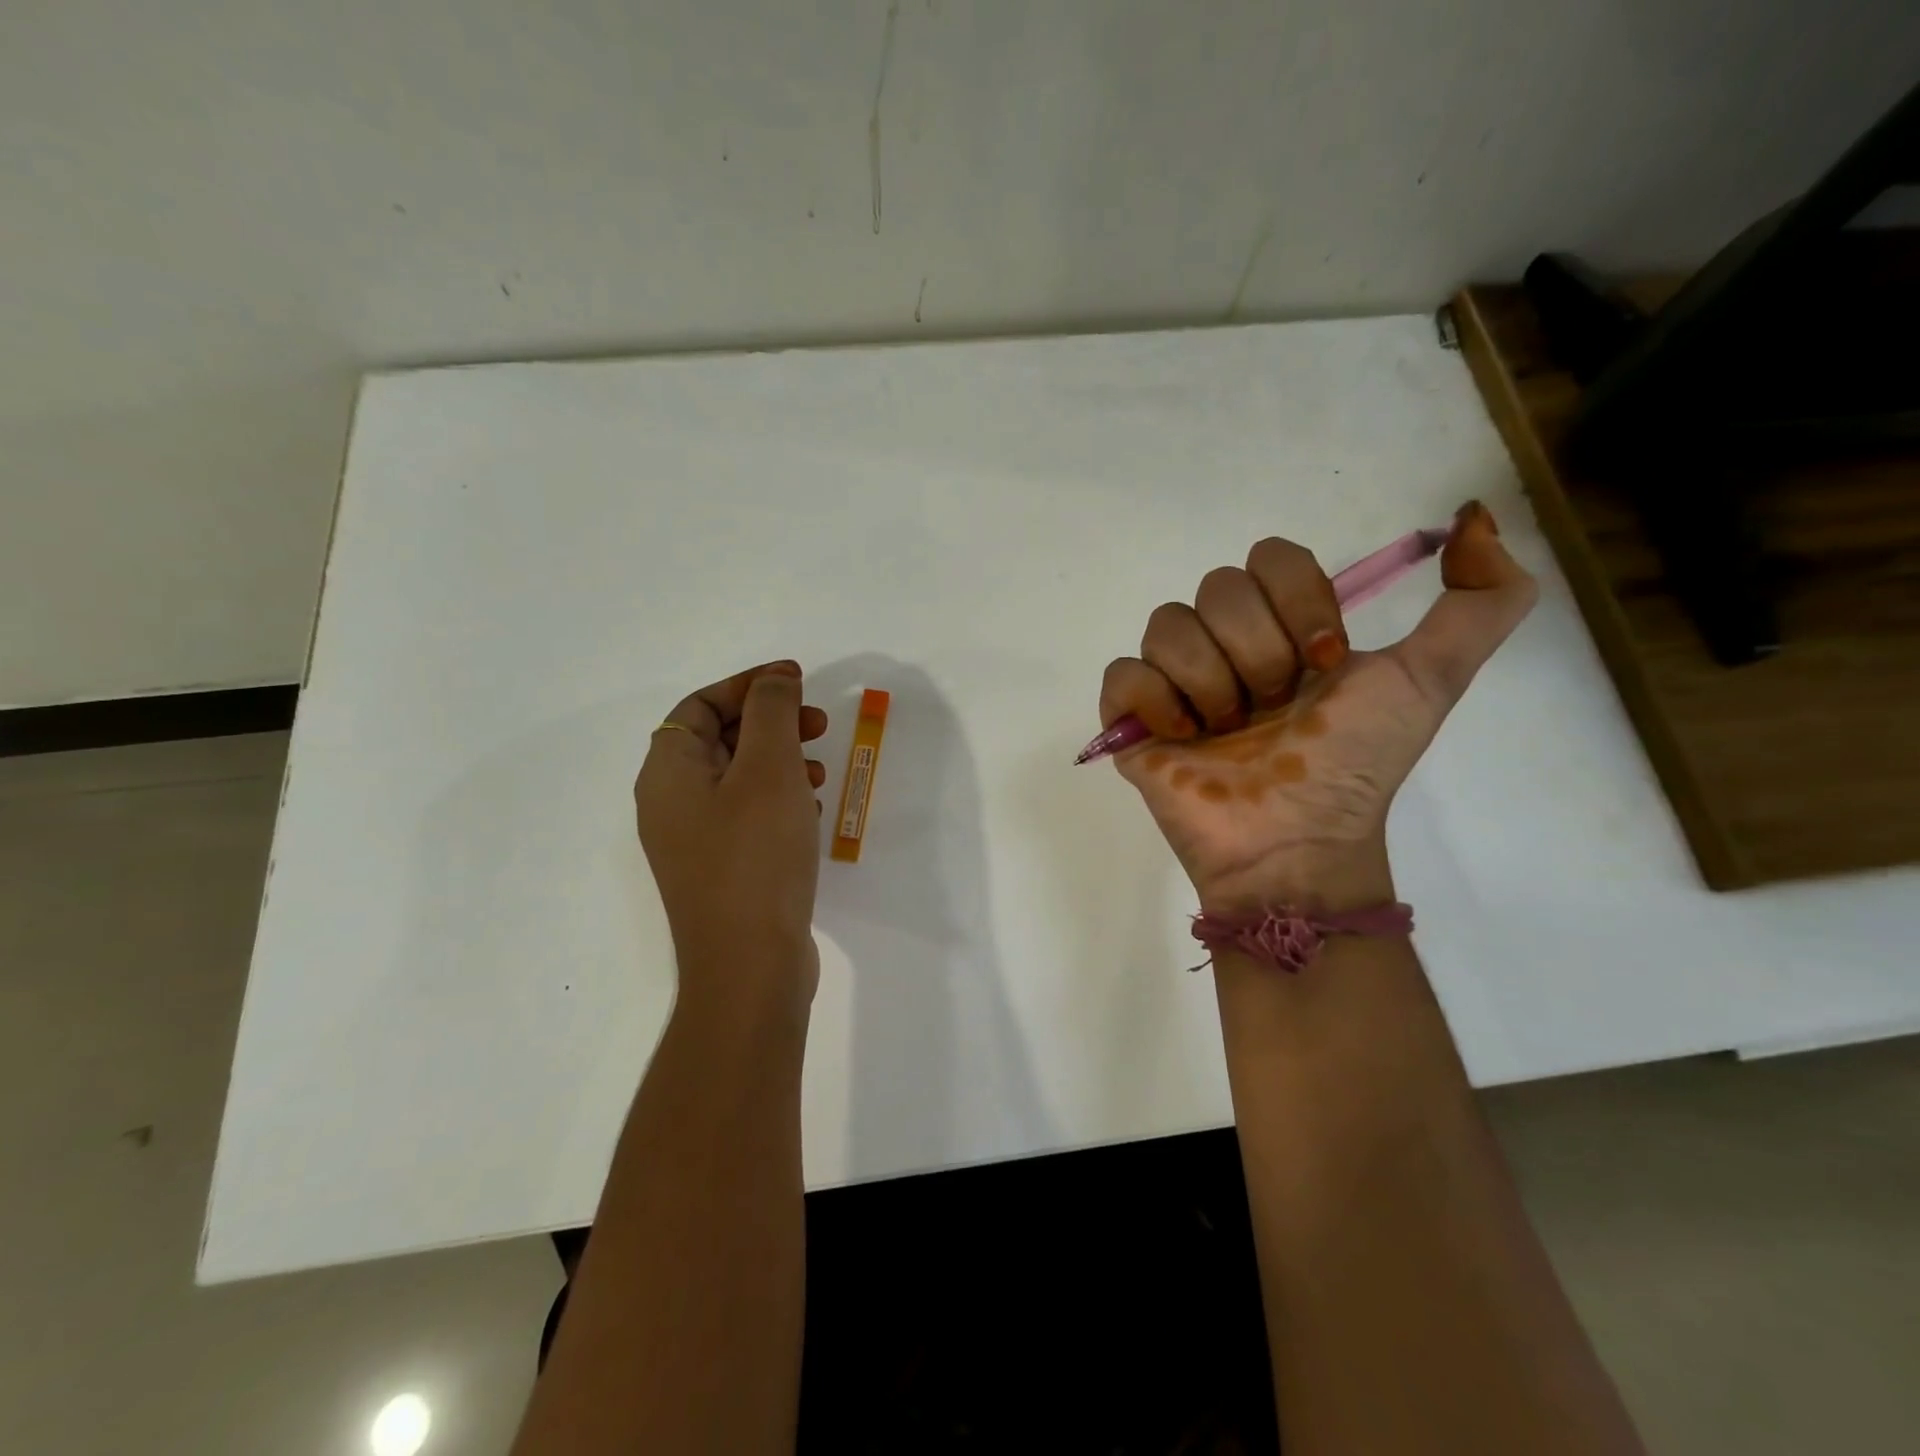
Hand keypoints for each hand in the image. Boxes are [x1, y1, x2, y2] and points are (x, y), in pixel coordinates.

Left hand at [634, 661, 828, 1023]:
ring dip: (780, 761)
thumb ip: (771, 713)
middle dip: (771, 722)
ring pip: (737, 778)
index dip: (749, 685)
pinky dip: (779, 799)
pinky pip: (747, 815)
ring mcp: (694, 841)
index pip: (700, 705)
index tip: (797, 680)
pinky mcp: (720, 870)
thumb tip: (773, 680)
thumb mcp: (768, 769)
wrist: (750, 966)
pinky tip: (811, 811)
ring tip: (820, 771)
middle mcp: (670, 803)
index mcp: (668, 772)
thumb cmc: (757, 855)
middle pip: (719, 739)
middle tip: (818, 723)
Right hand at [1099, 502, 1536, 911]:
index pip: (1271, 557)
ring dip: (1210, 682)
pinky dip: (1156, 702)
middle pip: (1217, 587)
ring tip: (1226, 733)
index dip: (1298, 601)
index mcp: (1282, 628)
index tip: (1323, 662)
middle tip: (1272, 706)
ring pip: (1166, 624)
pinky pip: (1122, 674)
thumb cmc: (1354, 766)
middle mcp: (1225, 645)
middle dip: (1256, 650)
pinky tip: (1183, 738)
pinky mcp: (1131, 719)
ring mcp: (1174, 681)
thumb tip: (1475, 518)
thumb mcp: (1431, 681)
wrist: (1296, 843)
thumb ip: (1482, 602)